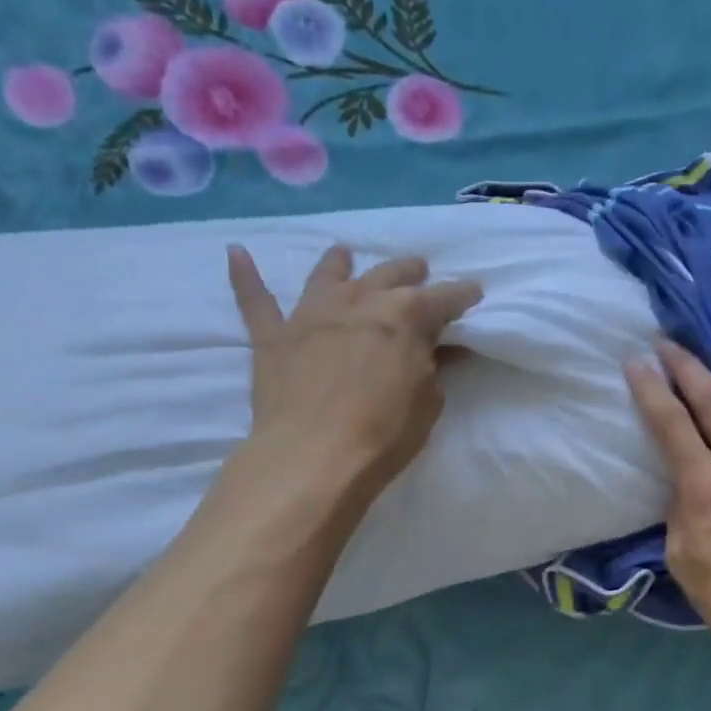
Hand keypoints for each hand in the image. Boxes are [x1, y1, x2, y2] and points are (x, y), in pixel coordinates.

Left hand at [226, 243, 481, 504]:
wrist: (315, 456)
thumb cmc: (384, 434)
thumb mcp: (428, 402)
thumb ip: (432, 366)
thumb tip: (436, 347)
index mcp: (403, 316)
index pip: (442, 298)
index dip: (461, 296)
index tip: (474, 292)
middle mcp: (357, 301)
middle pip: (388, 275)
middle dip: (408, 272)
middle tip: (419, 270)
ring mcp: (310, 314)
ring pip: (327, 275)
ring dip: (340, 263)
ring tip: (345, 254)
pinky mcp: (272, 337)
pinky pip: (255, 300)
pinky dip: (246, 276)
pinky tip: (236, 254)